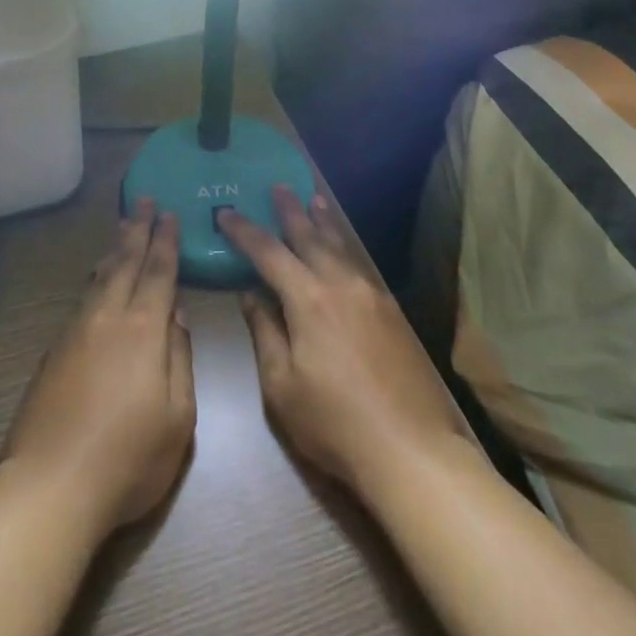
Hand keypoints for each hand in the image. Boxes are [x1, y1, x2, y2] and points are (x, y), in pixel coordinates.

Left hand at [0, 198, 195, 534]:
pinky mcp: (53, 351)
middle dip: (137, 229)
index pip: (158, 272)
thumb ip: (180, 358)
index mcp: (143, 329)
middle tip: (143, 200)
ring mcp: (75, 332)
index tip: (169, 213)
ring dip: (114, 249)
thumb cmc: (128, 459)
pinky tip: (96, 279)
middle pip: (125, 262)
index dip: (165, 241)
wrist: (51, 486)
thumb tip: (175, 316)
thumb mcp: (178, 417)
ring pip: (100, 277)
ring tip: (122, 227)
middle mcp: (108, 318)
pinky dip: (95, 278)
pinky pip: (82, 298)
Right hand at [218, 187, 463, 499]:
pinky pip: (358, 265)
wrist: (410, 450)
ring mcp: (370, 295)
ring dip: (322, 222)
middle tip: (278, 186)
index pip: (268, 252)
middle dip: (290, 211)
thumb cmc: (334, 423)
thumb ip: (265, 333)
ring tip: (313, 200)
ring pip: (340, 246)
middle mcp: (340, 284)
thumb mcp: (281, 386)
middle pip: (310, 237)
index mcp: (308, 299)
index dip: (244, 230)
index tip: (226, 212)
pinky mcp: (391, 312)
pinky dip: (343, 247)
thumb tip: (251, 294)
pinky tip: (341, 249)